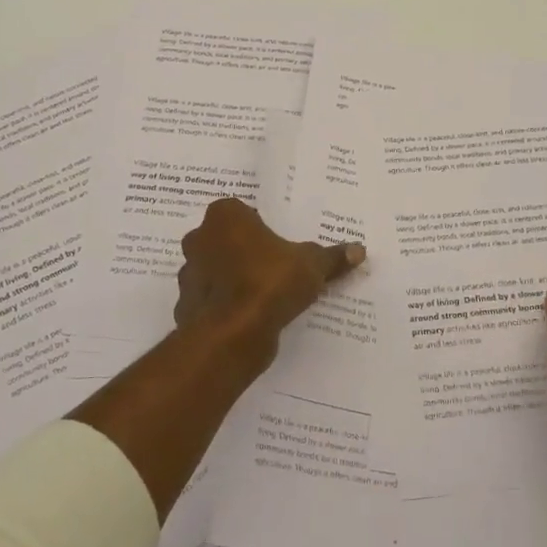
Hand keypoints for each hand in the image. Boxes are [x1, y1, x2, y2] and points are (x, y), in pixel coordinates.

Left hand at [174, 197, 364, 370]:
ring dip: (233, 279)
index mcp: (224, 216)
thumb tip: (359, 250)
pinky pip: (211, 300)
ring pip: (216, 270)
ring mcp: (188, 273)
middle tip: (275, 266)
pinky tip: (249, 317)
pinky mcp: (186, 305)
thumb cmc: (270, 282)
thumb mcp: (311, 266)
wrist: (232, 333)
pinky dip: (226, 306)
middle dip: (245, 251)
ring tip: (264, 295)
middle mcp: (199, 238)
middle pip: (226, 240)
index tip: (280, 244)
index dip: (262, 228)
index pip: (243, 213)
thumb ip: (332, 257)